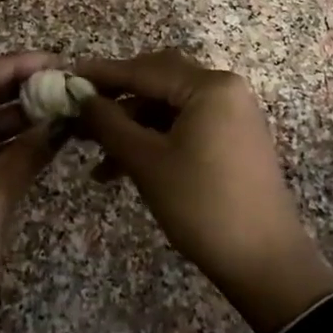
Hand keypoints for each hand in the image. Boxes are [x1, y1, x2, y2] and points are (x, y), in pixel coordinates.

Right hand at [76, 50, 332, 332]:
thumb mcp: (147, 162)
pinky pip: (185, 125)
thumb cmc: (202, 205)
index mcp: (209, 86)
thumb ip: (110, 123)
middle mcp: (224, 89)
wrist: (265, 262)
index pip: (145, 69)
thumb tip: (80, 97)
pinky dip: (156, 139)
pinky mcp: (233, 139)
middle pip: (159, 81)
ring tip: (96, 156)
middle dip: (118, 100)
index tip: (67, 76)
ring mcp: (232, 114)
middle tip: (80, 114)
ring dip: (133, 126)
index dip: (103, 74)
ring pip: (170, 107)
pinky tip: (124, 167)